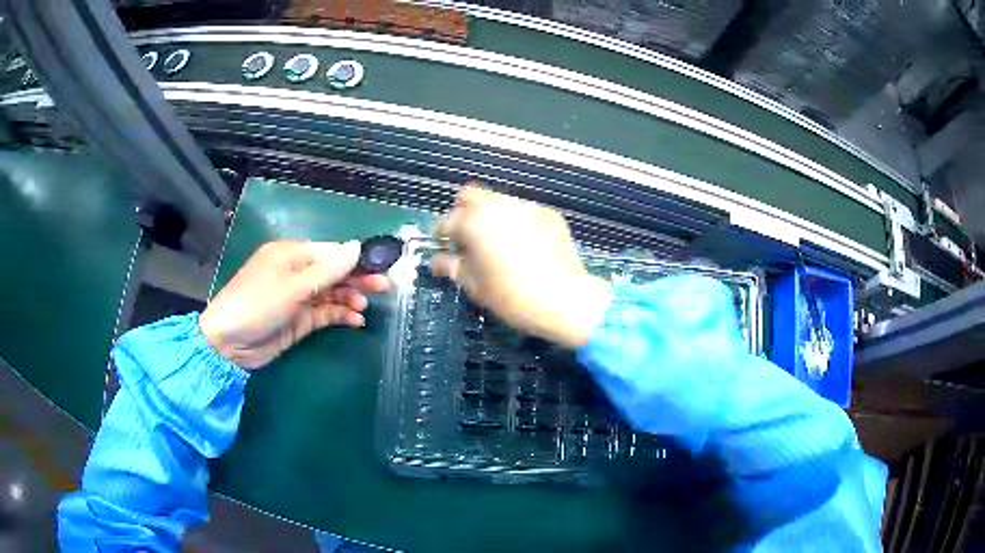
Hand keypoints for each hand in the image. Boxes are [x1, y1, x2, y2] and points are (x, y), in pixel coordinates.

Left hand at [199, 240, 388, 368]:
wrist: (229, 344)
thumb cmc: (257, 304)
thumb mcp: (292, 286)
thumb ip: (327, 270)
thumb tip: (357, 246)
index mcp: (292, 254)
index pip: (331, 252)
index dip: (356, 258)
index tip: (381, 266)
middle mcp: (296, 273)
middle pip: (334, 272)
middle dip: (358, 278)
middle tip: (385, 287)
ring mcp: (298, 298)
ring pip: (332, 293)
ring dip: (350, 298)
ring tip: (364, 308)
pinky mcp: (299, 320)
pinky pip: (326, 313)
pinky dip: (340, 316)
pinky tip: (355, 321)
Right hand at [433, 187, 611, 347]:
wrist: (564, 299)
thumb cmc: (511, 295)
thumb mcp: (474, 285)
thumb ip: (451, 267)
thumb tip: (436, 261)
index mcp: (473, 221)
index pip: (447, 222)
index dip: (442, 237)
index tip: (445, 249)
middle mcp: (497, 205)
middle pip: (470, 196)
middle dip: (463, 213)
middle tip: (467, 238)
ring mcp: (526, 206)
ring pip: (498, 201)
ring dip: (490, 215)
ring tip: (496, 242)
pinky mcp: (548, 214)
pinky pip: (523, 212)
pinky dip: (516, 223)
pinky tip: (524, 245)